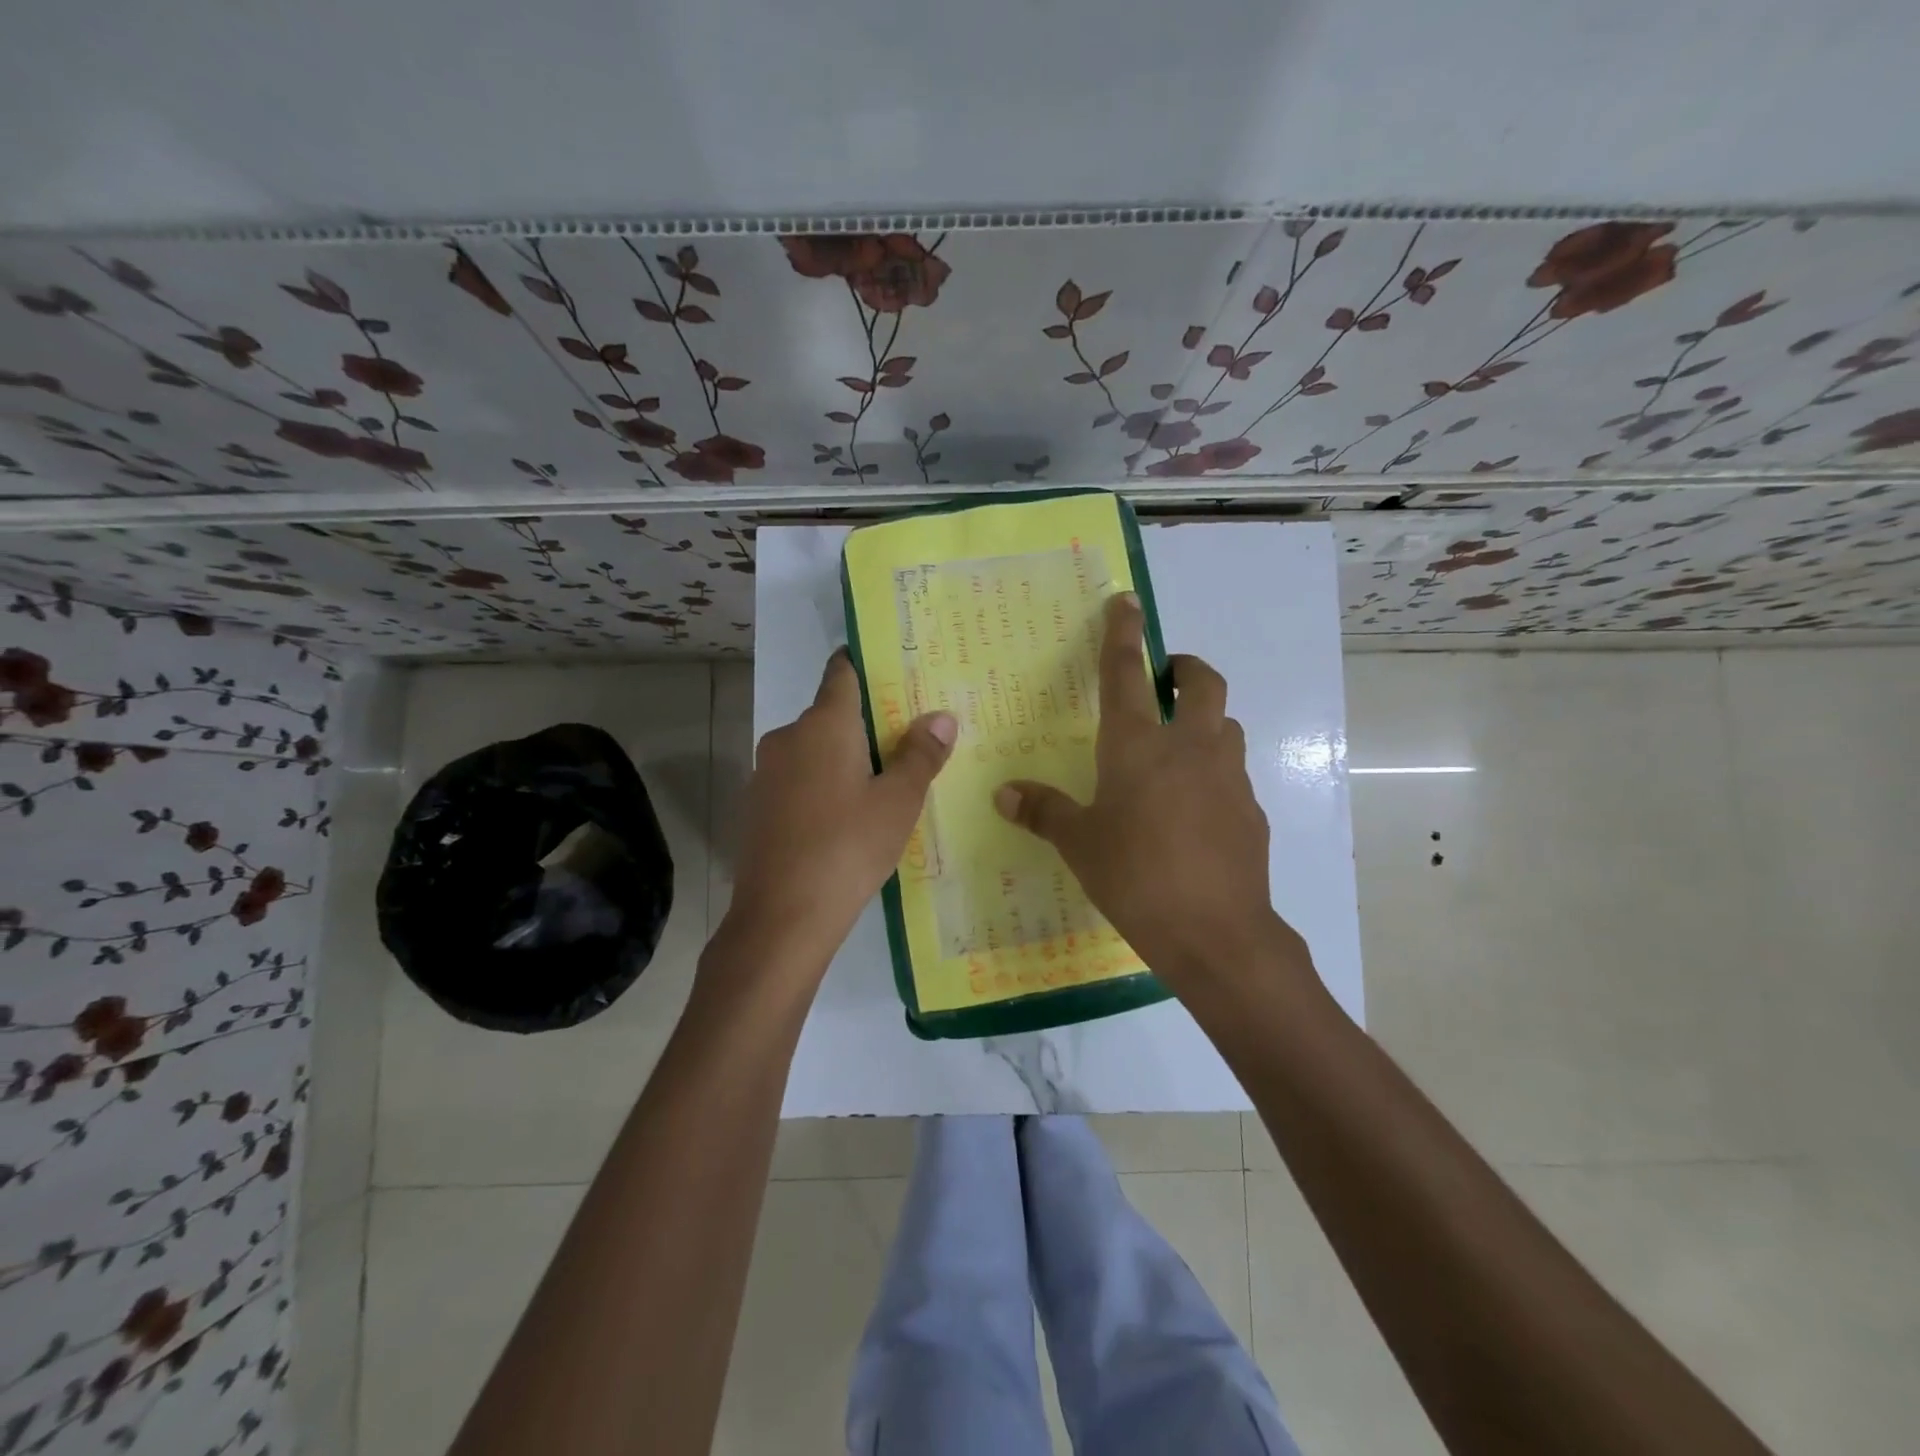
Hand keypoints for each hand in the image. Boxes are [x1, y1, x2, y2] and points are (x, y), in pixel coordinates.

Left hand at [720, 652, 955, 979]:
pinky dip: (821, 786)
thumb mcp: (898, 801)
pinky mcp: (757, 807)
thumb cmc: (848, 847)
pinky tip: (843, 819)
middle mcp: (788, 737)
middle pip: (831, 714)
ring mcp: (766, 773)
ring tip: (882, 784)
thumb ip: (921, 754)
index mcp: (823, 724)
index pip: (843, 672)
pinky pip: (797, 780)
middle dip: (866, 724)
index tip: (895, 672)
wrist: (781, 917)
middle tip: (907, 741)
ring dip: (843, 758)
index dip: (867, 665)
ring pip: (814, 751)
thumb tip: (941, 716)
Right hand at [994, 593, 1305, 990]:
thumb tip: (1004, 794)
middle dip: (1184, 667)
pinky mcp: (1250, 808)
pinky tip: (1193, 809)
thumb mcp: (1080, 844)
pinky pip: (1231, 772)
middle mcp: (1189, 746)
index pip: (1126, 673)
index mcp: (1138, 744)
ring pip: (1224, 724)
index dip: (1124, 633)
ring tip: (1177, 747)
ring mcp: (1227, 775)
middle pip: (1201, 682)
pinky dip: (1212, 771)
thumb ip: (1043, 811)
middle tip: (1165, 677)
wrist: (1216, 931)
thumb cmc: (1135, 876)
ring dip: (1204, 720)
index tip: (1127, 601)